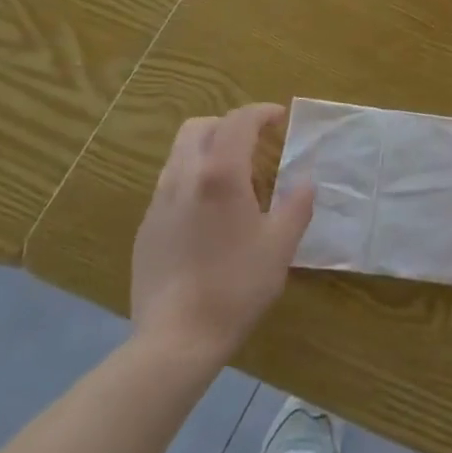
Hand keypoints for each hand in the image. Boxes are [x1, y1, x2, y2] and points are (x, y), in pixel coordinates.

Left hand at [130, 104, 314, 358]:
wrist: (175, 339)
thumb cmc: (236, 286)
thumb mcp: (280, 245)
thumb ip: (297, 205)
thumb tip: (305, 181)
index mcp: (220, 174)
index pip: (238, 122)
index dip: (261, 113)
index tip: (280, 118)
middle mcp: (184, 177)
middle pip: (199, 127)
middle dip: (228, 124)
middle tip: (254, 142)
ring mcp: (158, 203)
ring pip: (180, 155)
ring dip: (208, 150)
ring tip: (234, 177)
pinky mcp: (146, 228)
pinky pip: (170, 185)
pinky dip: (193, 180)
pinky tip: (209, 214)